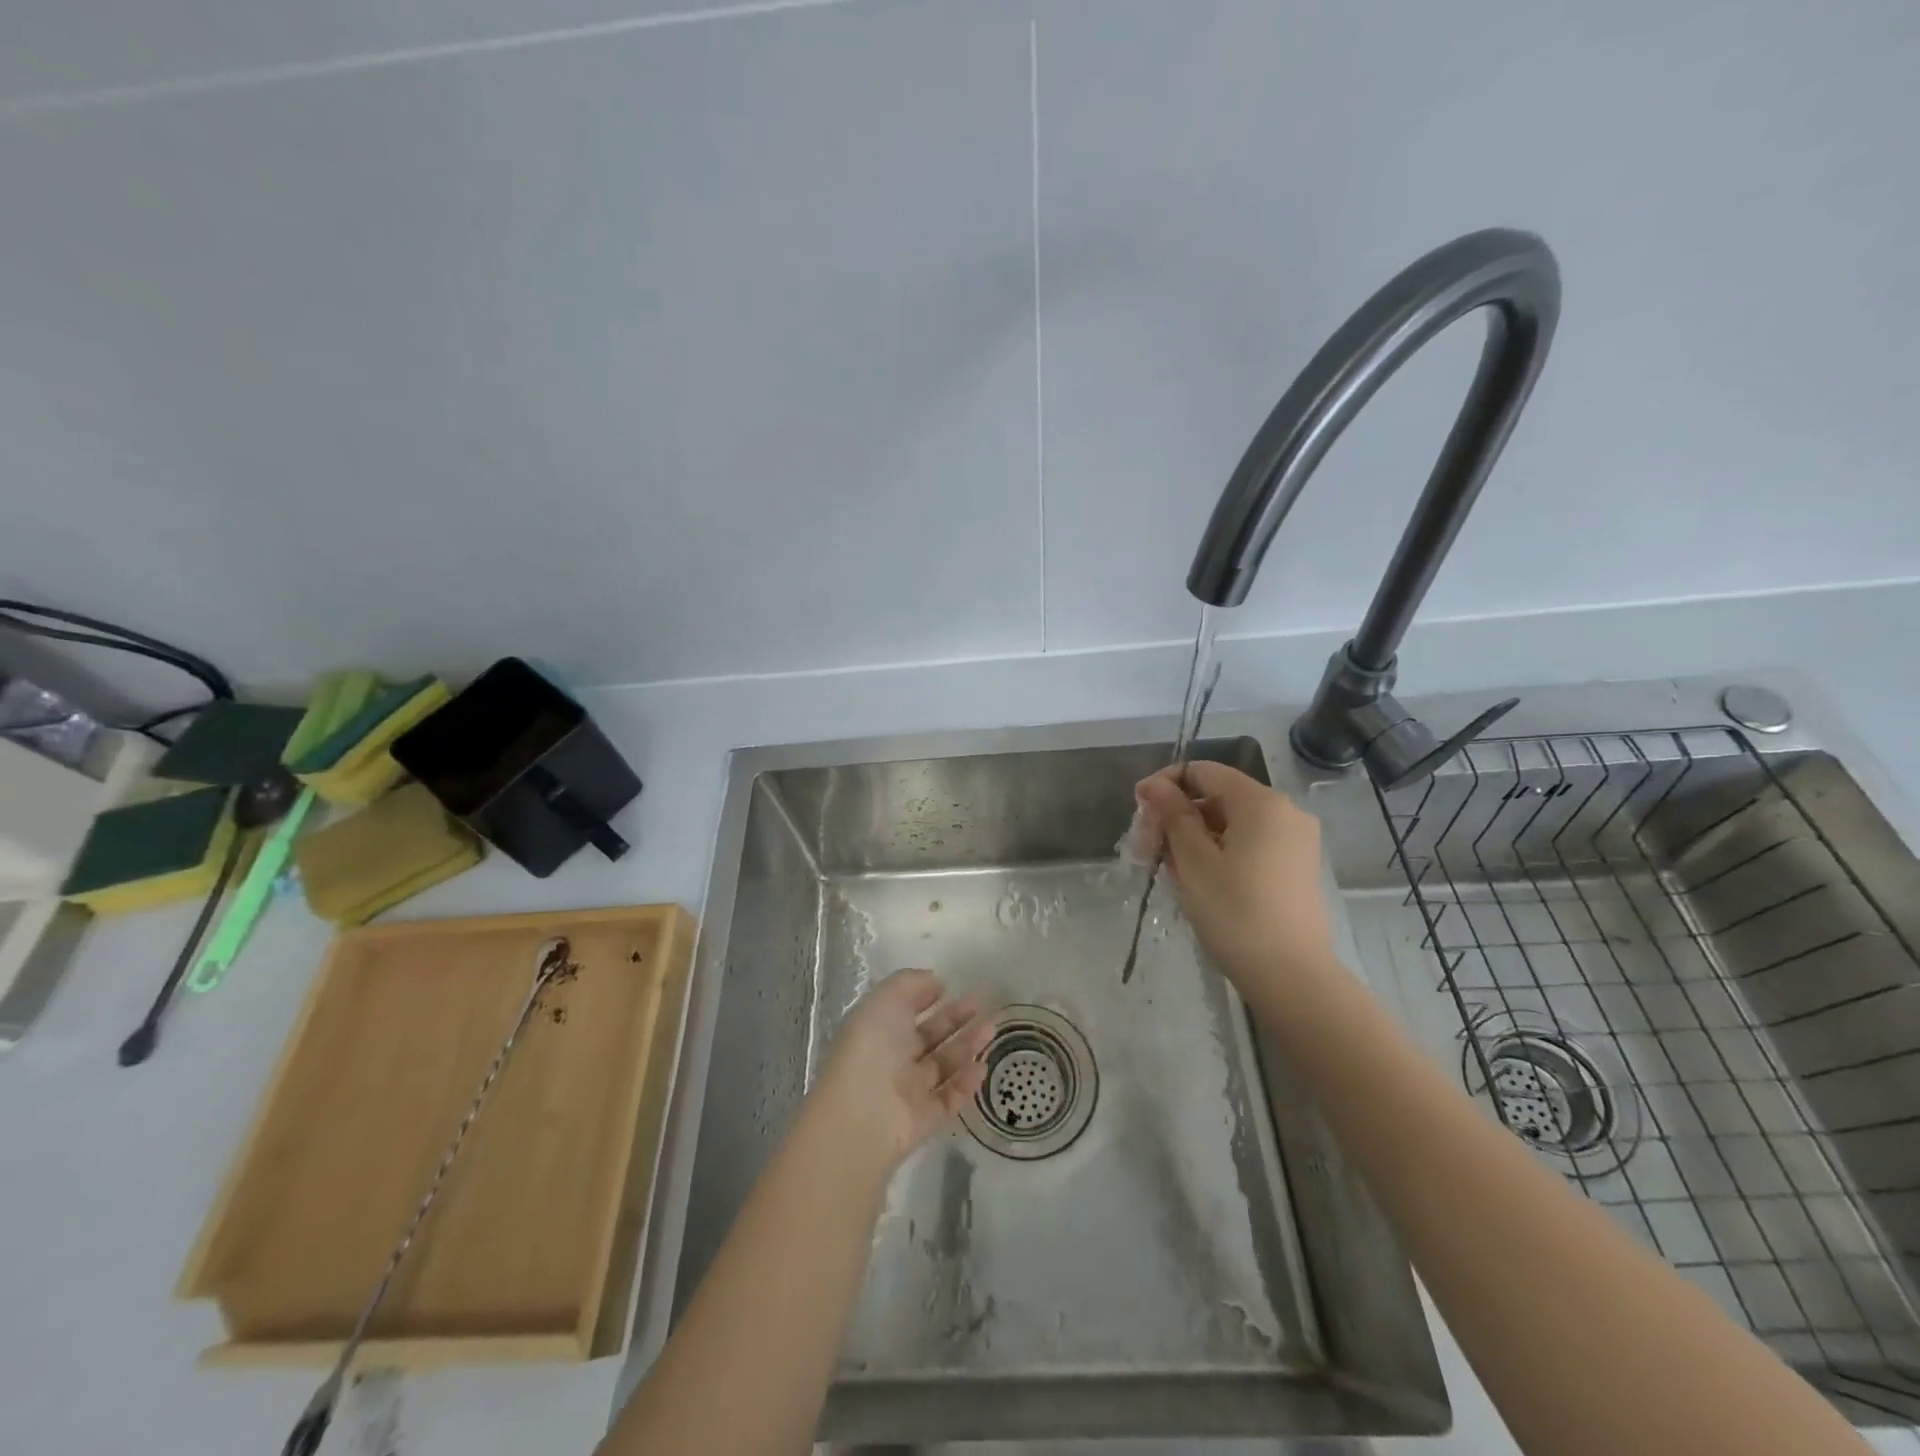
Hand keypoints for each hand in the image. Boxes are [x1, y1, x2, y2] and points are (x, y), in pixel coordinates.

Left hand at [812, 969, 992, 1169]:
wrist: (862, 1114)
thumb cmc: (871, 1046)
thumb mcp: (887, 999)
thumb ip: (911, 984)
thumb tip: (933, 981)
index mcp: (876, 1029)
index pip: (903, 1010)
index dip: (924, 997)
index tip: (948, 986)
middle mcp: (891, 1059)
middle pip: (927, 1037)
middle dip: (953, 1019)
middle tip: (980, 1004)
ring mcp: (907, 1091)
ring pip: (942, 1065)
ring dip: (966, 1046)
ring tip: (991, 1029)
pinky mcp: (924, 1120)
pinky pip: (949, 1098)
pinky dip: (966, 1084)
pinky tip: (982, 1066)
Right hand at [1134, 762, 1336, 993]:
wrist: (1293, 977)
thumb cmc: (1236, 913)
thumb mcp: (1194, 862)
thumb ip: (1173, 815)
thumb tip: (1153, 784)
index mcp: (1261, 802)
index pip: (1203, 771)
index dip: (1165, 784)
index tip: (1138, 811)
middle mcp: (1285, 811)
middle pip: (1217, 797)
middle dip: (1177, 817)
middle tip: (1145, 849)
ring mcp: (1296, 840)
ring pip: (1231, 823)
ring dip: (1194, 838)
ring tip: (1169, 870)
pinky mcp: (1297, 866)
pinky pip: (1250, 843)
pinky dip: (1219, 852)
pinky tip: (1198, 881)